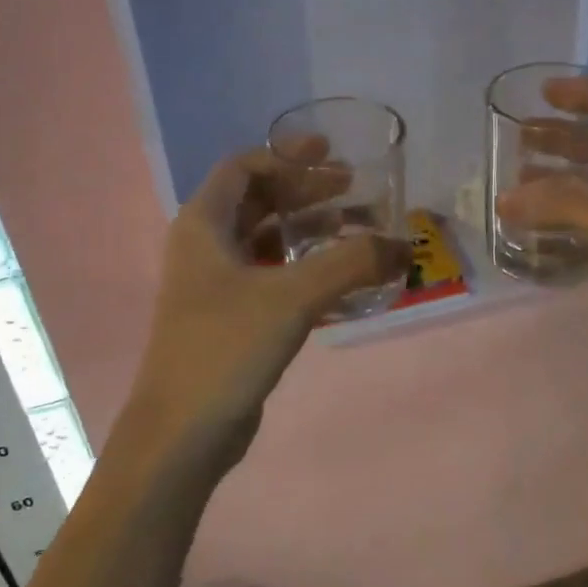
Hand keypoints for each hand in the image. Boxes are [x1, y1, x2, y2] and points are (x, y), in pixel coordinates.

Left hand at [121, 148, 408, 483]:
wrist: (183, 433)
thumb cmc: (226, 347)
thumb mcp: (293, 296)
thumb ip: (351, 263)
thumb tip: (404, 246)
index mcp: (204, 225)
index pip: (243, 168)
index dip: (286, 156)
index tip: (330, 153)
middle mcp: (206, 248)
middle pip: (259, 202)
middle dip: (306, 191)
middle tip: (354, 188)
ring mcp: (217, 286)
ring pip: (269, 242)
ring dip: (311, 231)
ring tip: (359, 230)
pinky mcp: (233, 320)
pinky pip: (274, 279)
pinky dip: (308, 271)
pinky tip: (346, 281)